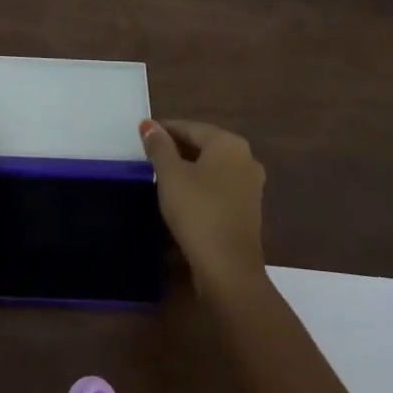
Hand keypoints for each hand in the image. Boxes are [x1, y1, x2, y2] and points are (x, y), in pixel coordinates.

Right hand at [140, 119, 265, 292]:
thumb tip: (149, 124)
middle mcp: (246, 158)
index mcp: (229, 144)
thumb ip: (159, 147)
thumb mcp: (171, 175)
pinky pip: (220, 186)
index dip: (164, 130)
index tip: (142, 137)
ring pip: (212, 167)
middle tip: (148, 156)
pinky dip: (201, 185)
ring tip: (161, 175)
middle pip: (204, 145)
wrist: (228, 267)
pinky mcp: (248, 208)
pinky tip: (182, 196)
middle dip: (177, 148)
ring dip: (188, 168)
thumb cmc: (197, 211)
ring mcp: (251, 185)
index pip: (190, 127)